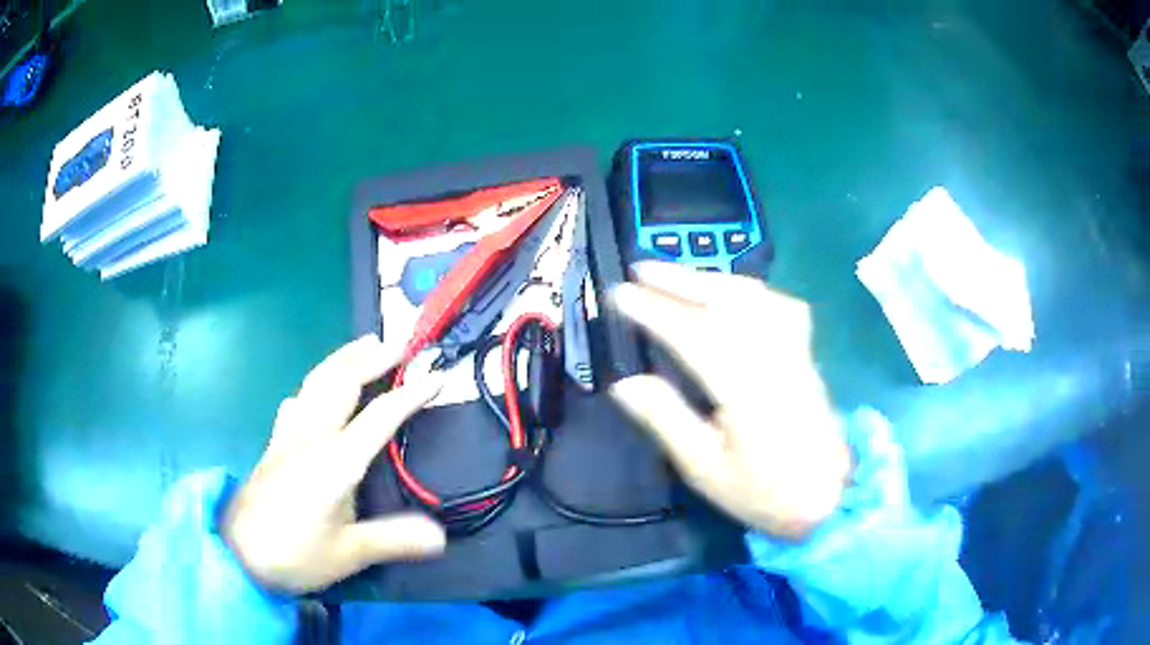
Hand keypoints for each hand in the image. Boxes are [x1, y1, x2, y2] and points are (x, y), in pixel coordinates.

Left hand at [223, 335, 446, 593]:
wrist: (238, 553)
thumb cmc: (296, 554)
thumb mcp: (350, 553)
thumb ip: (394, 539)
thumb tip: (441, 536)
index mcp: (335, 460)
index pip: (379, 417)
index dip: (410, 396)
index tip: (437, 378)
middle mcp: (311, 436)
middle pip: (342, 382)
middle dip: (372, 359)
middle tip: (399, 342)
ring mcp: (288, 436)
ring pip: (316, 382)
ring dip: (342, 360)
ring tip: (363, 346)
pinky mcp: (274, 445)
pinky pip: (297, 402)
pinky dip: (313, 385)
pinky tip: (313, 393)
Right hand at [610, 262, 851, 539]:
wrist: (827, 498)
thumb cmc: (763, 492)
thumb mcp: (705, 469)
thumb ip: (666, 420)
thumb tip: (624, 384)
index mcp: (745, 389)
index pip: (694, 333)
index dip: (654, 311)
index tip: (621, 295)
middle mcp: (774, 357)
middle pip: (726, 301)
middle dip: (681, 280)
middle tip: (641, 268)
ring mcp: (795, 351)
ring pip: (754, 296)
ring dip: (711, 278)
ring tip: (676, 275)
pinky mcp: (805, 354)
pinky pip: (777, 304)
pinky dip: (748, 290)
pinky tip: (732, 295)